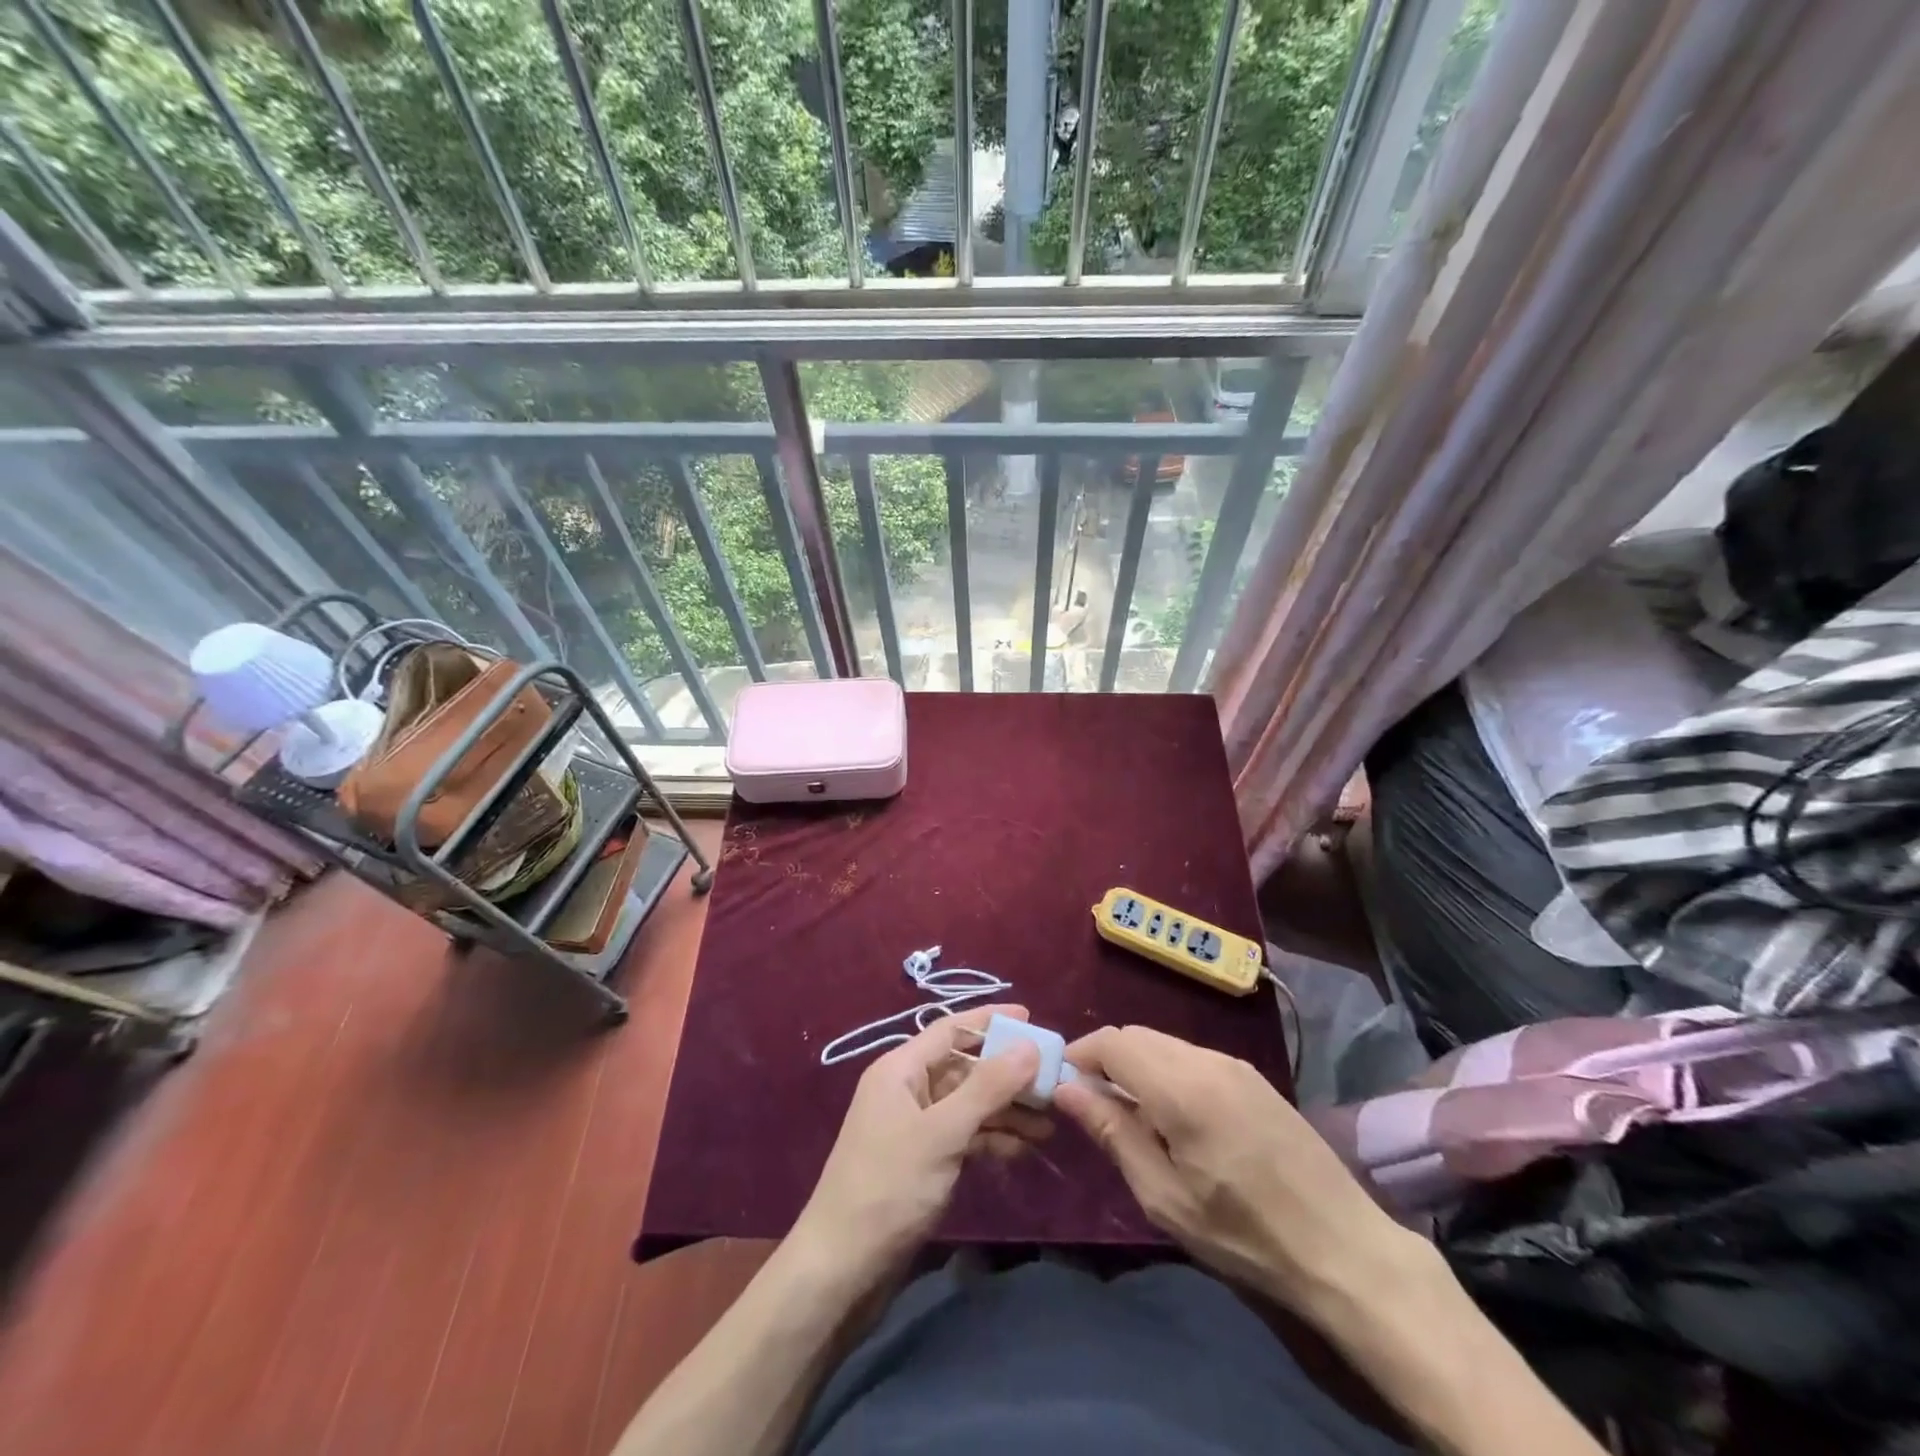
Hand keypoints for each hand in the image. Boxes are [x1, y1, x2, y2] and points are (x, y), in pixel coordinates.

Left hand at [791, 1005, 1047, 1286]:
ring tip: (1049, 1122)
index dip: (990, 1021)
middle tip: (1053, 1080)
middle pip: (964, 1067)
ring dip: (1005, 1110)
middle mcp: (907, 1089)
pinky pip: (964, 1135)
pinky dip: (992, 1138)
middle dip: (1007, 1072)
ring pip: (968, 1104)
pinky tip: (1024, 1149)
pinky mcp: (922, 1161)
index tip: (1031, 1019)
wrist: (842, 1268)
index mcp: (900, 1069)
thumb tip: (1029, 1045)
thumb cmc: (889, 1185)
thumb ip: (988, 1086)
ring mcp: (914, 1127)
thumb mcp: (943, 1132)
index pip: (951, 1029)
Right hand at [1054, 1025, 1423, 1316]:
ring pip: (1164, 1044)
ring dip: (1136, 1065)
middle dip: (1105, 1059)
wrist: (1344, 1249)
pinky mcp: (1253, 1077)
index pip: (1113, 1041)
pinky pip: (1192, 1057)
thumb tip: (1067, 1089)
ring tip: (1131, 1116)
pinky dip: (1166, 1072)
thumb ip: (1113, 1134)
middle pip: (1137, 1035)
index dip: (1080, 1055)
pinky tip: (1174, 1117)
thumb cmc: (1245, 1234)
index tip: (1063, 1087)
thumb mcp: (1165, 1197)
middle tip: (1091, 1105)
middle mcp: (1207, 1060)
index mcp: (1182, 1087)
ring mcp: (1235, 1064)